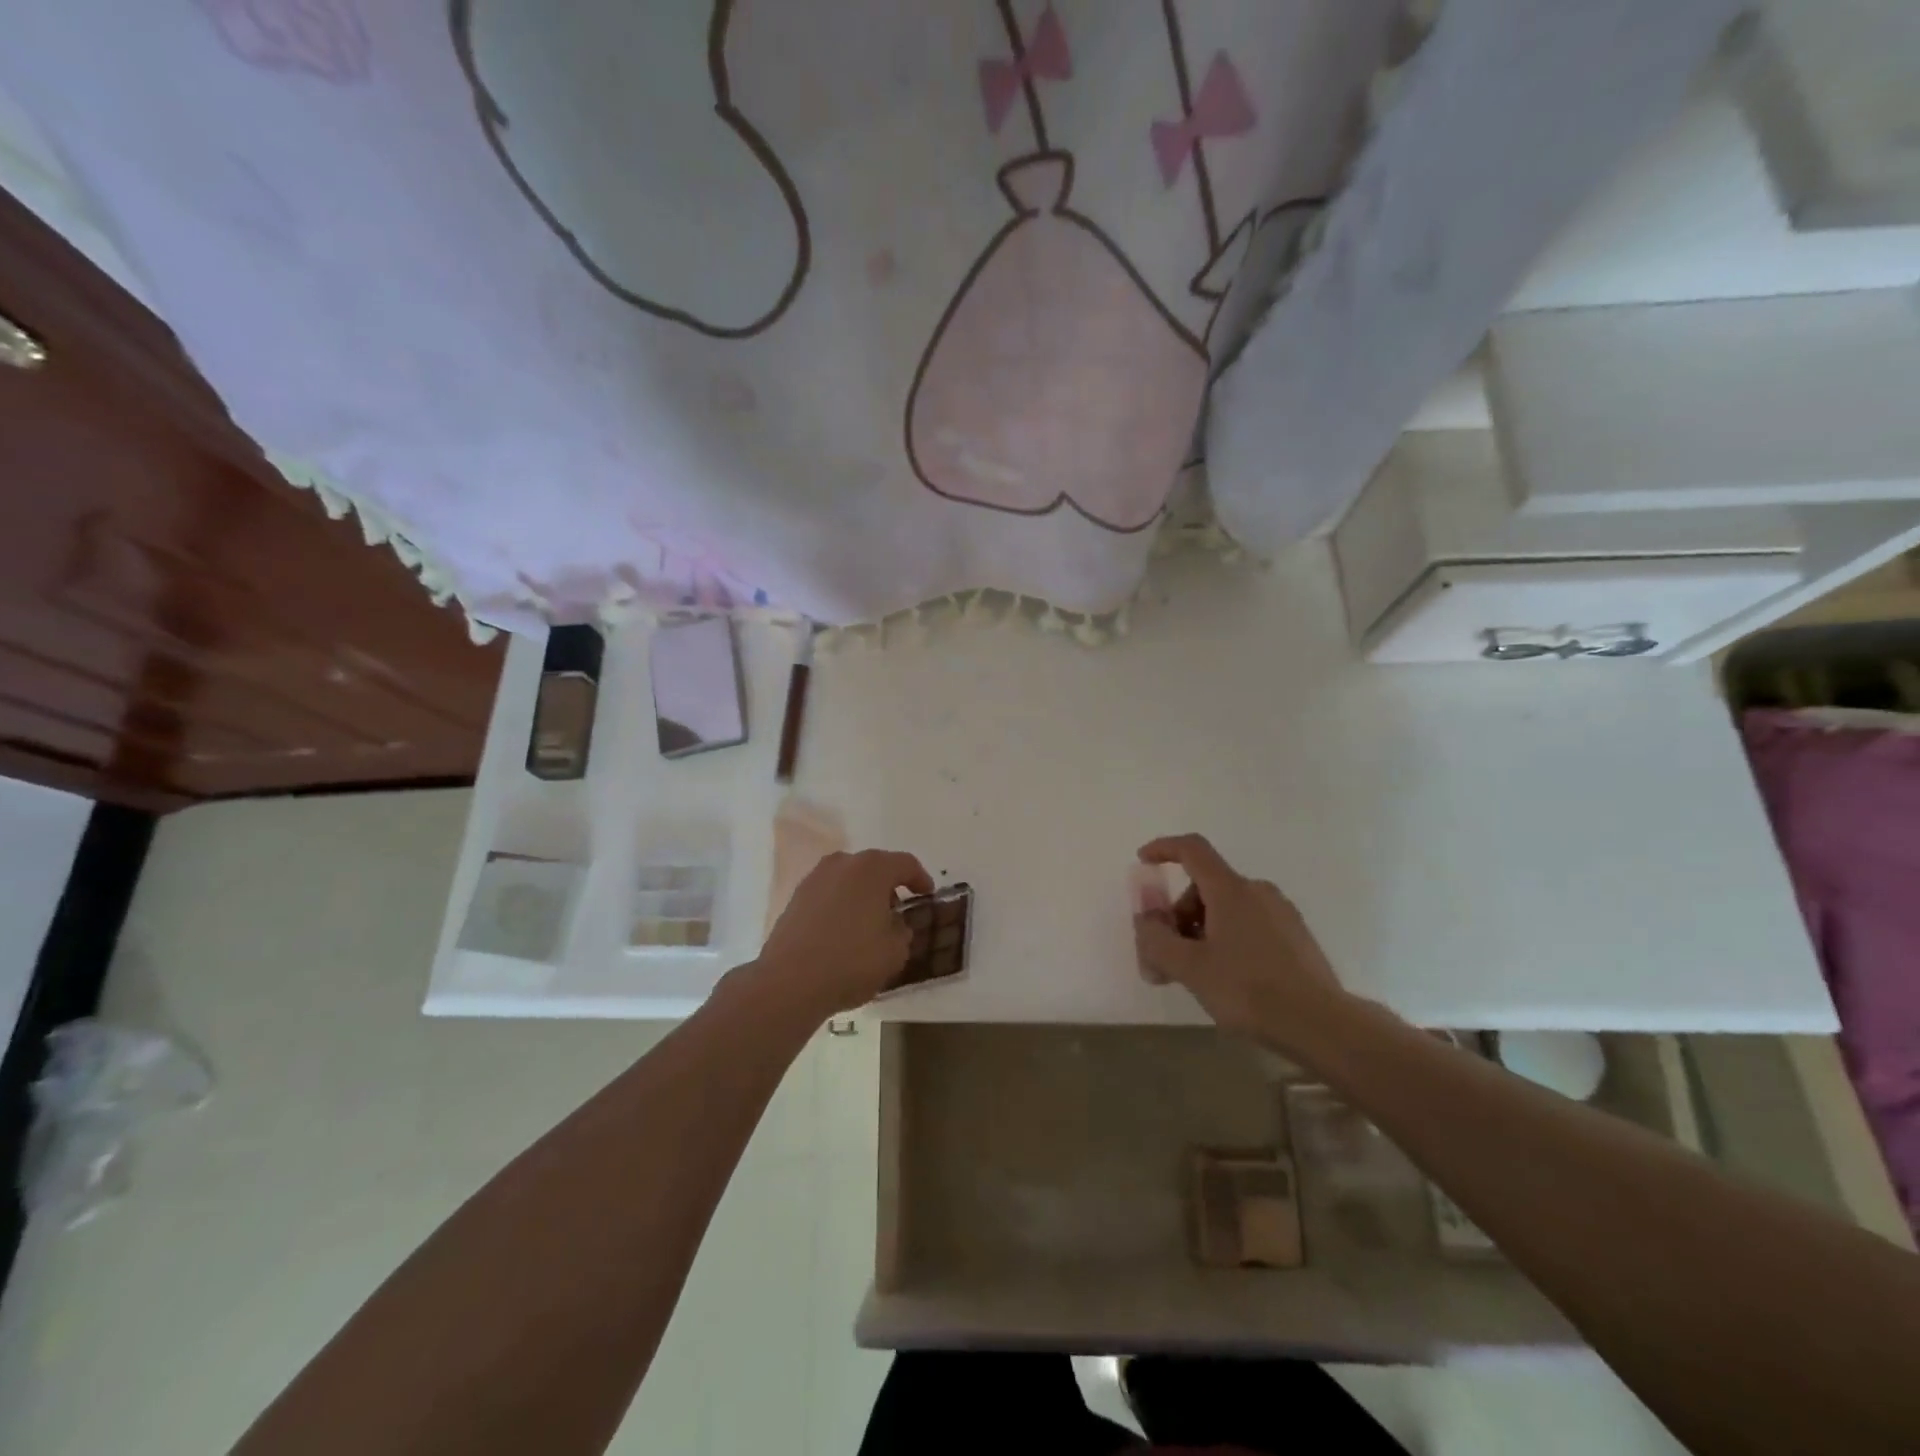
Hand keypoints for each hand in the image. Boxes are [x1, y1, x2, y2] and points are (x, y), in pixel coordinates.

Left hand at [754, 848, 934, 1018]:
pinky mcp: (795, 898)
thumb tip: (894, 924)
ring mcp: (814, 879)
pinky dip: (840, 905)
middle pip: (874, 867)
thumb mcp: (895, 951)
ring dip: (862, 894)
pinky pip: (828, 894)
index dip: (920, 878)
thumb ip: (902, 931)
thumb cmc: (851, 961)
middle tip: (898, 909)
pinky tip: (843, 931)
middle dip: (888, 885)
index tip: (926, 895)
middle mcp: (842, 864)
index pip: (905, 864)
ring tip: (869, 922)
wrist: (789, 982)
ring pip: (848, 879)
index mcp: (872, 869)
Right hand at [1134, 834, 1347, 1050]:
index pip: (1192, 850)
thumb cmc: (1248, 990)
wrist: (1321, 1025)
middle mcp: (1257, 892)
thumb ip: (1156, 940)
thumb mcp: (1189, 968)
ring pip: (1227, 909)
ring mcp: (1281, 914)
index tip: (1143, 860)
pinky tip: (1226, 979)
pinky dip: (1226, 940)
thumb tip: (1146, 920)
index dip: (1164, 849)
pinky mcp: (1295, 937)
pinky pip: (1248, 925)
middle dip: (1178, 915)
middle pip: (1205, 887)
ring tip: (1194, 975)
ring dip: (1200, 932)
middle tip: (1165, 956)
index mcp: (1231, 890)